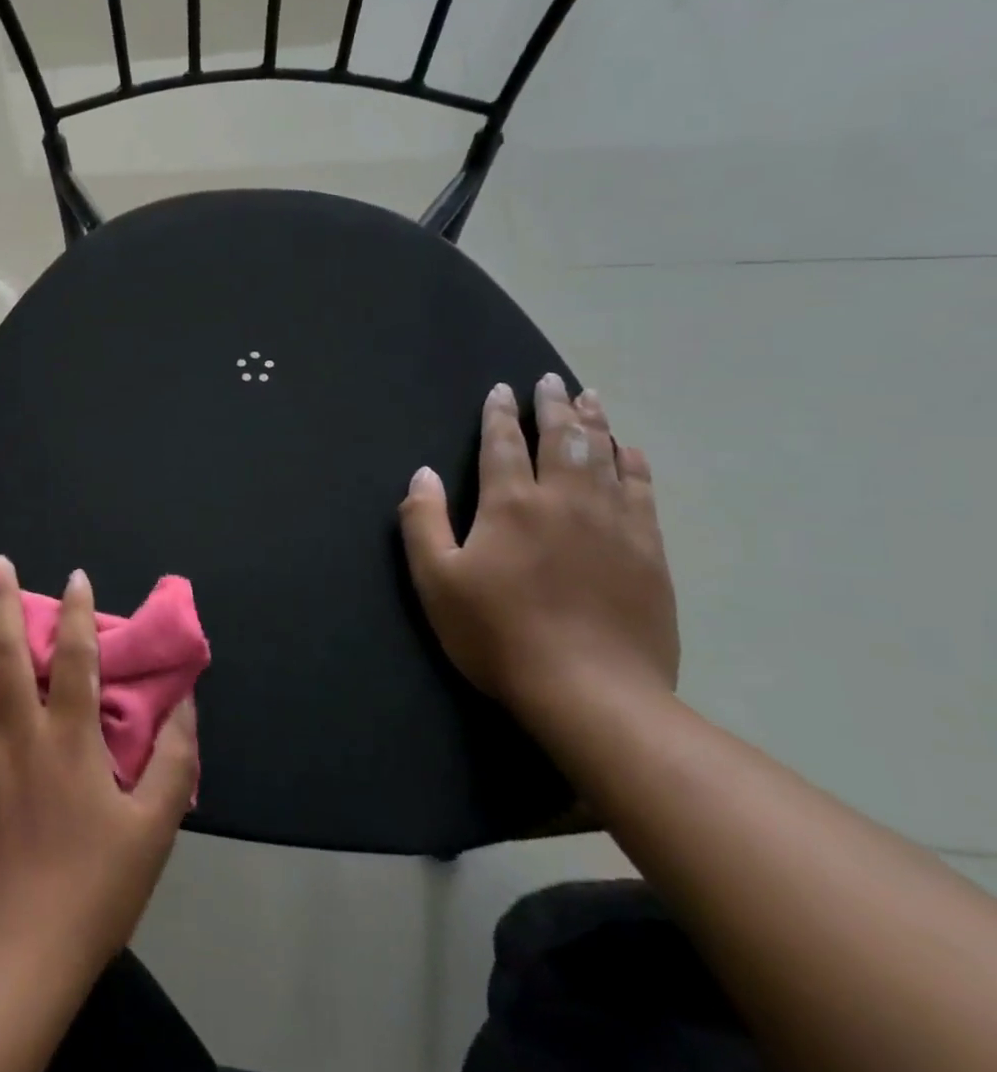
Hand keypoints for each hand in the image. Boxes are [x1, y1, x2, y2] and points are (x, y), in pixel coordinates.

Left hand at [0, 556, 197, 974]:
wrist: (14, 952)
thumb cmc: (92, 890)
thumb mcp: (153, 831)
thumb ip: (173, 764)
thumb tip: (187, 706)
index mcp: (70, 741)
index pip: (75, 659)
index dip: (76, 613)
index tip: (75, 577)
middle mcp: (17, 734)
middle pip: (3, 653)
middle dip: (0, 601)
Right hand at [397, 374, 679, 721]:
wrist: (591, 691)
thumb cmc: (497, 634)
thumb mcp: (436, 581)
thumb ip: (423, 521)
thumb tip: (423, 473)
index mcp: (511, 505)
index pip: (503, 444)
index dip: (500, 414)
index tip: (501, 390)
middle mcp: (566, 500)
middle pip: (562, 439)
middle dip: (553, 405)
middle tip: (550, 380)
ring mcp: (615, 523)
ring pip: (606, 456)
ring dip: (595, 423)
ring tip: (590, 397)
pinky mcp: (649, 551)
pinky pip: (643, 490)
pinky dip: (634, 464)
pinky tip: (629, 451)